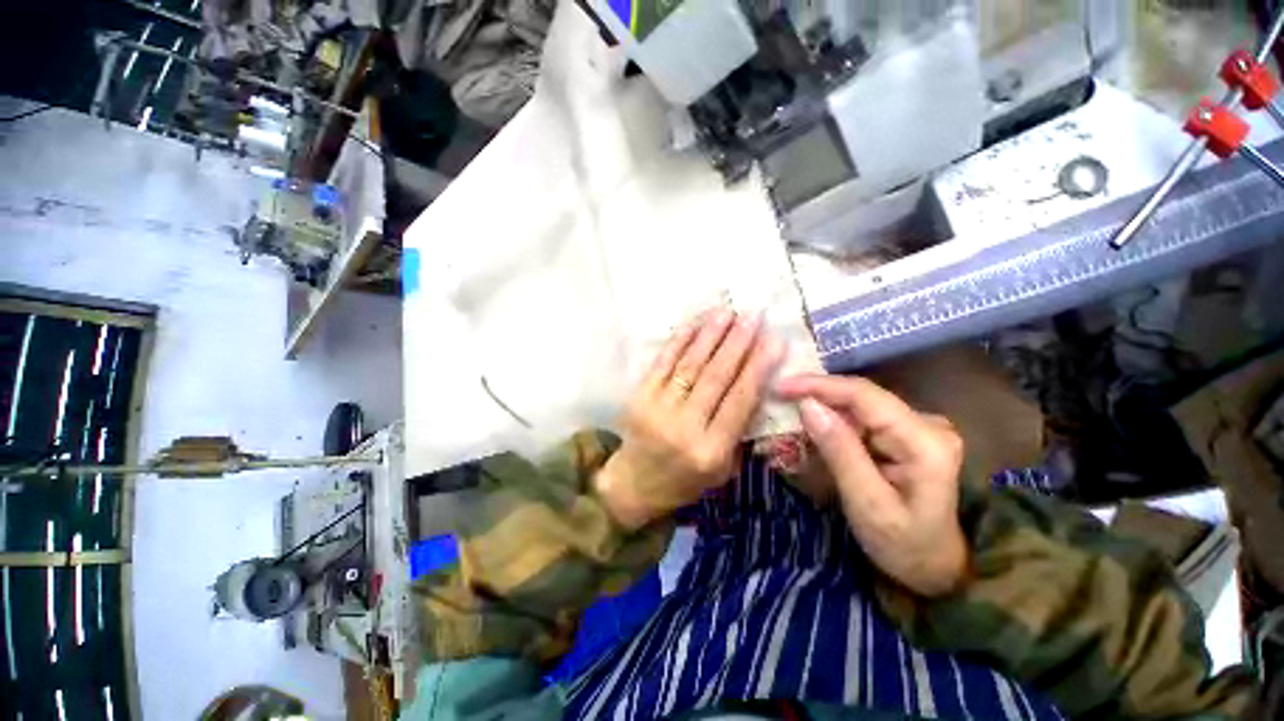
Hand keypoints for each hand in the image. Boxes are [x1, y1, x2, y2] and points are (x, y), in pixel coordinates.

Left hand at [595, 308, 785, 528]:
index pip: (739, 402)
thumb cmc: (683, 480)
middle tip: (753, 316)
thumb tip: (757, 385)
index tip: (774, 341)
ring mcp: (658, 409)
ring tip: (727, 312)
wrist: (633, 484)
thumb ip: (738, 431)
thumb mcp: (721, 470)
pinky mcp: (639, 397)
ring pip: (689, 366)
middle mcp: (685, 427)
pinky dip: (678, 341)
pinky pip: (662, 363)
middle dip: (737, 344)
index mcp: (710, 450)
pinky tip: (694, 323)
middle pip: (715, 378)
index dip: (757, 369)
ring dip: (709, 336)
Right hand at [777, 375, 967, 596]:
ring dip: (822, 408)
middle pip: (860, 397)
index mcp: (925, 441)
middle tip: (777, 398)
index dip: (818, 385)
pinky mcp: (906, 434)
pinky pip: (861, 418)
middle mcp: (927, 424)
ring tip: (787, 412)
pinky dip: (833, 422)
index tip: (779, 386)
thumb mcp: (867, 504)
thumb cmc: (904, 545)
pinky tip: (812, 429)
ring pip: (858, 406)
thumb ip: (839, 451)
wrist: (936, 568)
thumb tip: (808, 405)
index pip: (864, 396)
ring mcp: (918, 427)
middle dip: (815, 395)